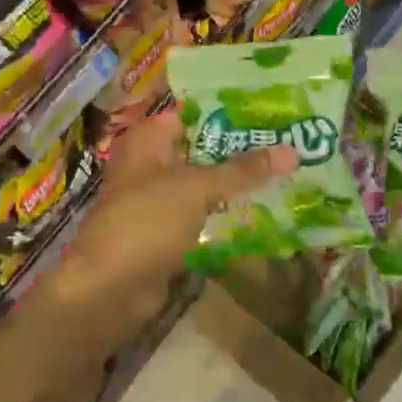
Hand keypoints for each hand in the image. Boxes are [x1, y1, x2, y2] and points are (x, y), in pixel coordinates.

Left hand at [50, 109, 294, 345]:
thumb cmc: (146, 222)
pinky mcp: (167, 233)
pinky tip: (263, 209)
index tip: (270, 111)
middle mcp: (151, 164)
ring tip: (284, 172)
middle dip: (240, 148)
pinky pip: (203, 214)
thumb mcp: (197, 188)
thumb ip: (242, 170)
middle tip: (287, 141)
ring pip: (204, 183)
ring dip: (236, 183)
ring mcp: (158, 200)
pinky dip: (226, 213)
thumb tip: (292, 152)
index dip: (229, 112)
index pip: (193, 113)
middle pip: (201, 149)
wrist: (110, 290)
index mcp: (148, 141)